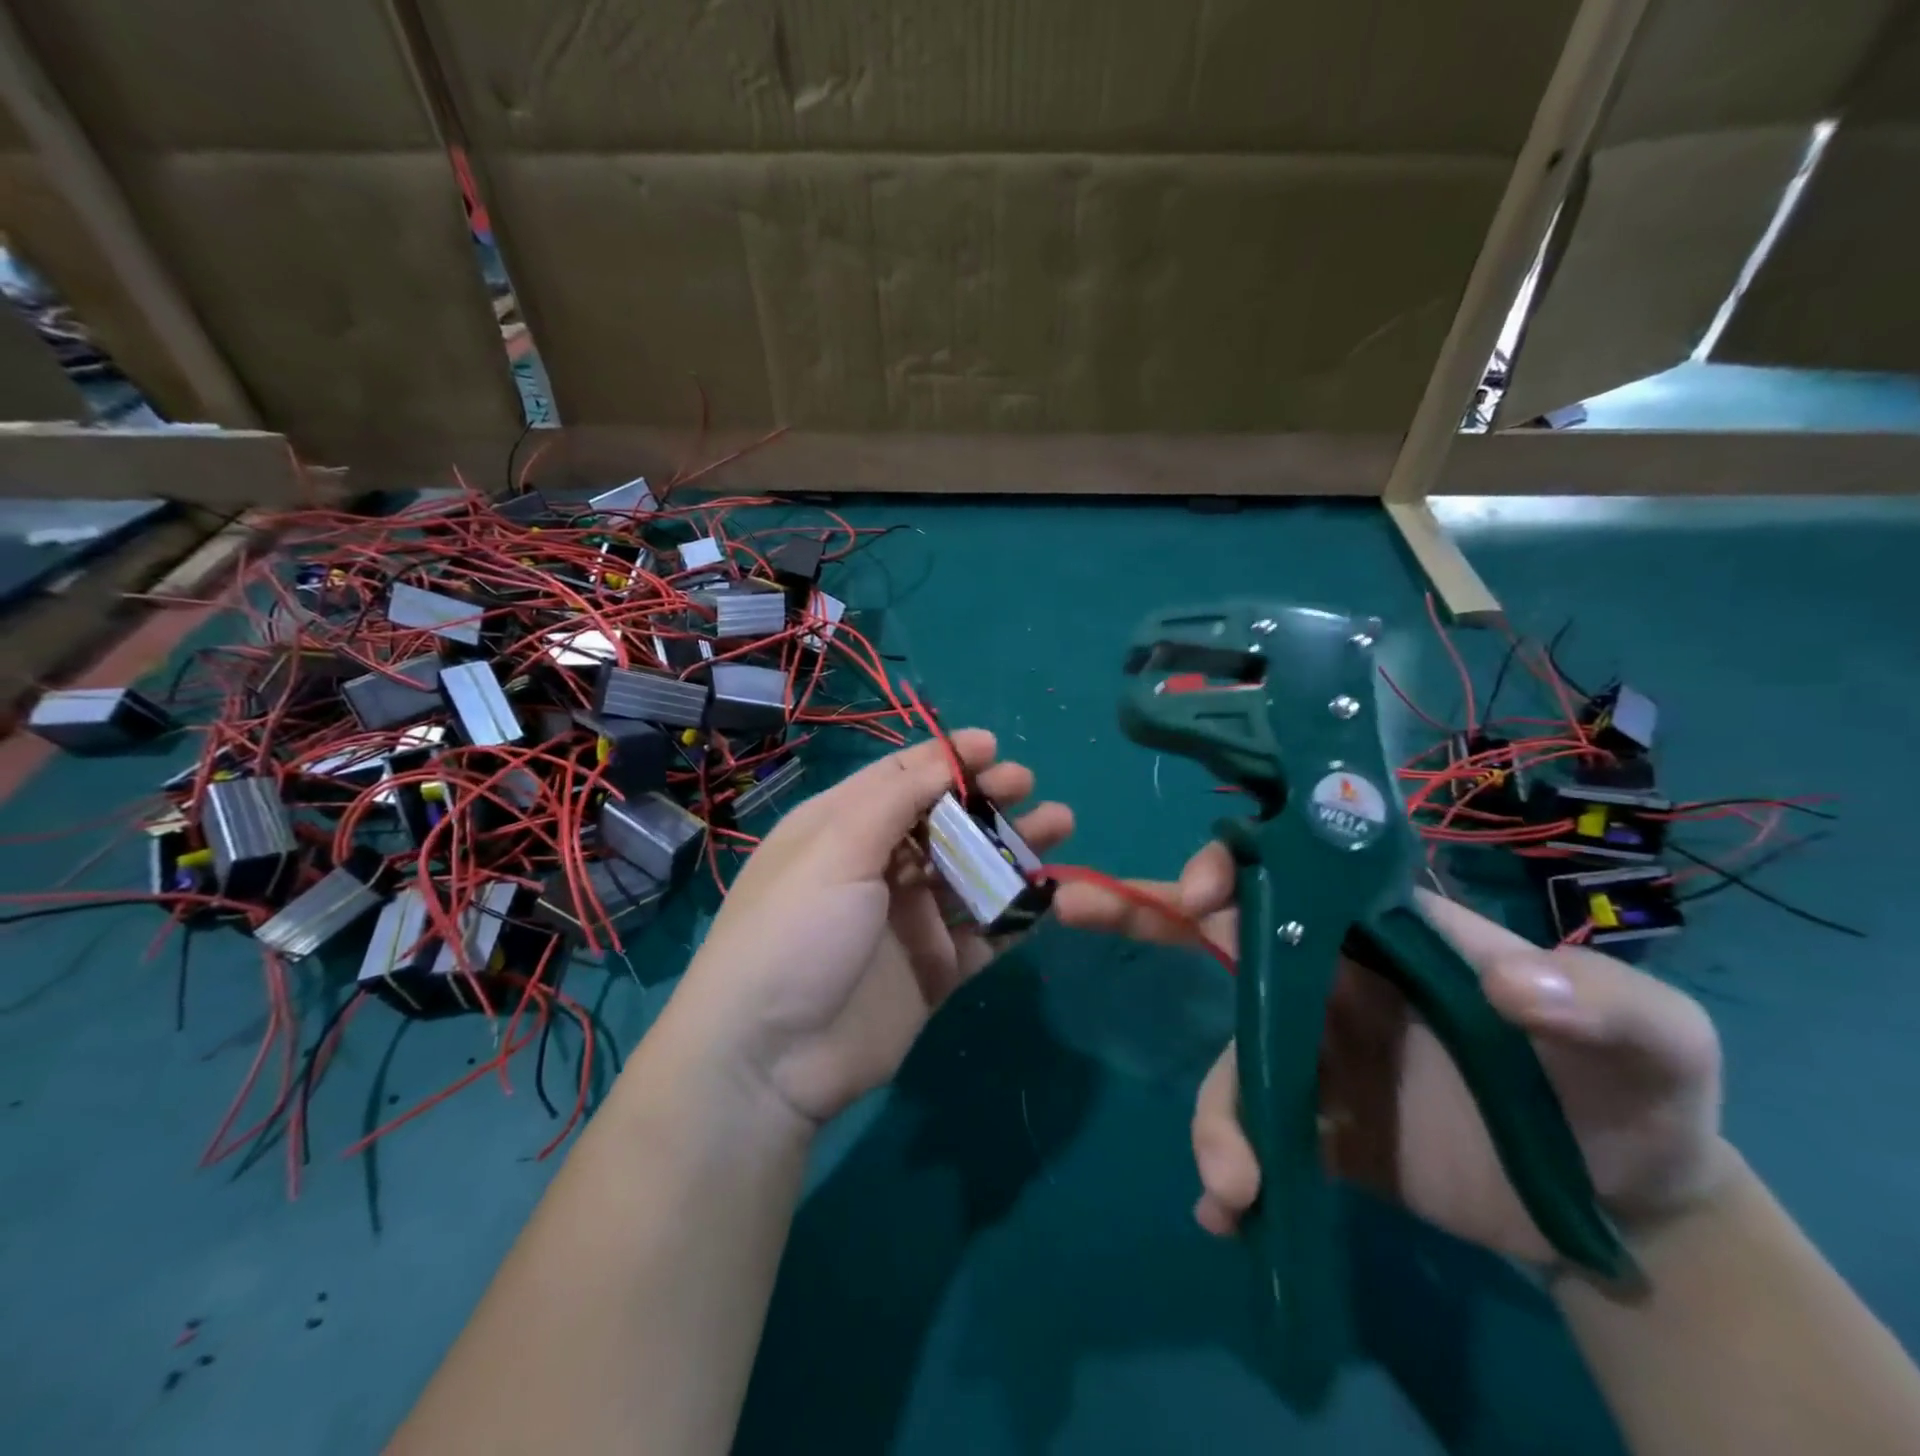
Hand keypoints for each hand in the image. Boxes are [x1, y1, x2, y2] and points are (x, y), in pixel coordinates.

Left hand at [673, 730, 1072, 1128]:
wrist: (769, 1060)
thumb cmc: (796, 931)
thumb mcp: (836, 848)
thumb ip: (897, 798)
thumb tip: (947, 755)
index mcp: (842, 828)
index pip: (901, 779)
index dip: (946, 759)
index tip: (993, 747)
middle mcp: (876, 867)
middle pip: (943, 821)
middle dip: (985, 798)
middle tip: (1025, 786)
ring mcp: (907, 919)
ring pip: (970, 871)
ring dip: (1011, 847)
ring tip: (1059, 826)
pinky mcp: (933, 968)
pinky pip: (983, 931)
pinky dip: (1015, 911)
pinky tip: (1049, 893)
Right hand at [1055, 842, 1737, 1267]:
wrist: (1619, 1206)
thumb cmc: (1629, 1090)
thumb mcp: (1650, 1037)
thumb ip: (1596, 999)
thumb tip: (1504, 984)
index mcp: (1382, 929)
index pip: (1287, 873)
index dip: (1231, 868)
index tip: (1201, 898)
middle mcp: (1330, 974)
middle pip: (1221, 933)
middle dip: (1146, 913)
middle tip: (1072, 904)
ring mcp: (1311, 1048)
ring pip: (1227, 1053)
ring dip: (1212, 1112)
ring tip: (1230, 1180)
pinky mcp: (1311, 1124)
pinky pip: (1246, 1128)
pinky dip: (1226, 1164)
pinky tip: (1226, 1212)